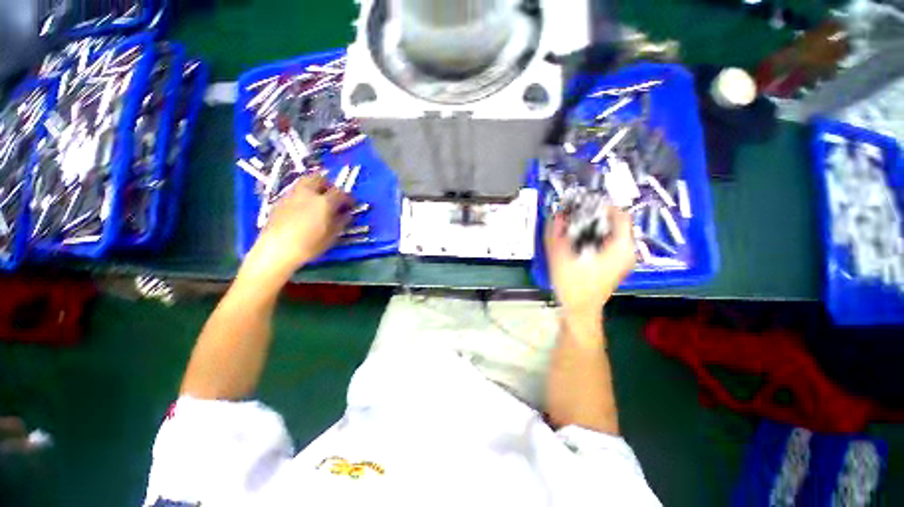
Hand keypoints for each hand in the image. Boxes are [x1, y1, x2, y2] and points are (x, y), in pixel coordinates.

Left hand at [248, 174, 351, 277]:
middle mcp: (308, 193)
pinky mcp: (280, 200)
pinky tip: (304, 207)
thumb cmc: (308, 245)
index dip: (348, 198)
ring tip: (318, 200)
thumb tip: (347, 214)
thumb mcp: (331, 236)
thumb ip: (341, 222)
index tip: (350, 205)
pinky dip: (304, 194)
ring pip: (306, 181)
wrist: (276, 249)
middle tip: (333, 198)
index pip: (341, 193)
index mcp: (324, 202)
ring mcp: (292, 194)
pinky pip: (296, 190)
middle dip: (329, 186)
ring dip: (315, 187)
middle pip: (320, 179)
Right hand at [545, 207, 635, 321]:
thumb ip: (556, 233)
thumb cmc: (572, 284)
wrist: (579, 310)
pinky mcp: (615, 264)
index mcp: (620, 247)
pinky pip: (609, 243)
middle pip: (615, 223)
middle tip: (575, 215)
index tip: (583, 204)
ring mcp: (623, 259)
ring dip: (594, 227)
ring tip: (574, 227)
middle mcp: (626, 251)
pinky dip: (595, 237)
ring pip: (611, 233)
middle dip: (594, 217)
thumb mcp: (560, 256)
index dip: (601, 206)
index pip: (619, 215)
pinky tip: (579, 241)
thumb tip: (557, 214)